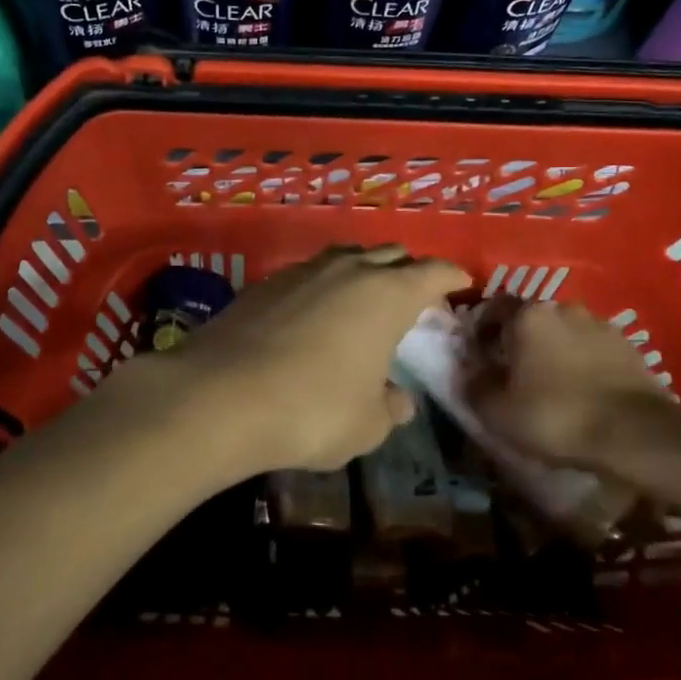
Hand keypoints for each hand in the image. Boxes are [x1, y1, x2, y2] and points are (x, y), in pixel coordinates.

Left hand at [153, 244, 468, 478]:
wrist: (220, 395)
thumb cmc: (312, 410)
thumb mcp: (366, 424)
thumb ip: (390, 407)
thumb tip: (397, 398)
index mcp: (385, 295)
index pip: (431, 272)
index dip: (449, 276)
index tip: (460, 283)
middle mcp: (347, 271)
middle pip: (388, 255)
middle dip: (407, 270)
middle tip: (413, 296)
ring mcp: (301, 272)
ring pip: (344, 258)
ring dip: (362, 272)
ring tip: (364, 297)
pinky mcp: (264, 284)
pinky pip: (308, 275)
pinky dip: (323, 287)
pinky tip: (315, 313)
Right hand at [460, 295, 680, 477]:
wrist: (636, 435)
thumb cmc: (556, 416)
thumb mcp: (497, 411)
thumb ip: (474, 386)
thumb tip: (470, 374)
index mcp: (528, 315)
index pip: (493, 307)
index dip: (481, 330)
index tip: (478, 355)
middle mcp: (564, 308)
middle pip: (531, 318)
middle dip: (519, 340)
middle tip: (513, 372)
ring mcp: (601, 325)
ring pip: (565, 332)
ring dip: (554, 351)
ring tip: (551, 384)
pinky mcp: (630, 348)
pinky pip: (594, 350)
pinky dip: (583, 363)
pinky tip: (582, 392)